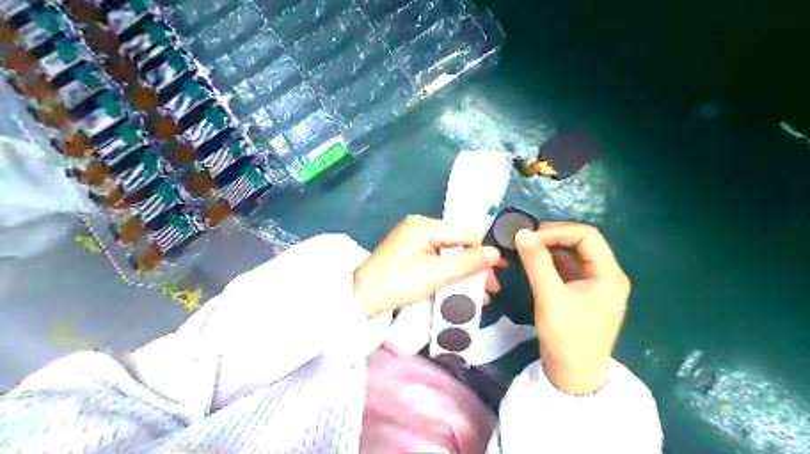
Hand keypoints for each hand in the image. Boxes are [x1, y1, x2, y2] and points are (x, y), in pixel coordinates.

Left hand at [356, 215, 503, 317]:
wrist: (361, 299)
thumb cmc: (399, 283)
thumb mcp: (436, 274)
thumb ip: (468, 262)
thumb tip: (496, 253)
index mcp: (425, 225)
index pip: (465, 233)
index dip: (484, 252)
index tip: (499, 272)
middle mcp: (420, 227)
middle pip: (458, 243)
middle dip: (476, 266)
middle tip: (491, 288)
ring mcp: (414, 240)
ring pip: (449, 254)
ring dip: (465, 273)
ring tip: (481, 295)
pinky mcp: (410, 254)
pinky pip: (437, 260)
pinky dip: (450, 274)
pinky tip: (461, 289)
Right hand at [515, 222, 627, 392]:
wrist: (573, 376)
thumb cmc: (567, 337)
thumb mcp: (550, 297)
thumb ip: (537, 262)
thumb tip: (521, 232)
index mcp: (609, 275)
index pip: (587, 236)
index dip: (558, 231)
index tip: (530, 236)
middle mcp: (607, 275)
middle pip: (582, 243)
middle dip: (554, 237)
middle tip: (526, 239)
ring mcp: (595, 285)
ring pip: (573, 255)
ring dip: (551, 248)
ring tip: (526, 248)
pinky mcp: (583, 293)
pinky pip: (568, 269)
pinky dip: (551, 262)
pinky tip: (533, 262)